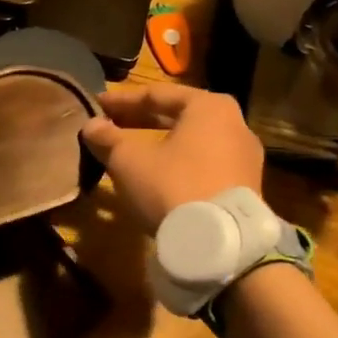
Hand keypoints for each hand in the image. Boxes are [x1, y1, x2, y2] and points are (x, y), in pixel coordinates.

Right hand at [80, 85, 264, 232]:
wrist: (221, 242)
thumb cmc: (172, 185)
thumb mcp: (129, 160)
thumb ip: (108, 138)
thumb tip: (91, 125)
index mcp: (208, 107)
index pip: (156, 94)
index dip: (121, 100)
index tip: (96, 105)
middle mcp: (234, 124)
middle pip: (178, 116)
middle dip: (140, 120)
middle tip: (109, 125)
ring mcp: (244, 157)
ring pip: (191, 141)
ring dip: (159, 143)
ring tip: (131, 151)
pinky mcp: (246, 186)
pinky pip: (204, 163)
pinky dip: (178, 163)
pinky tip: (157, 175)